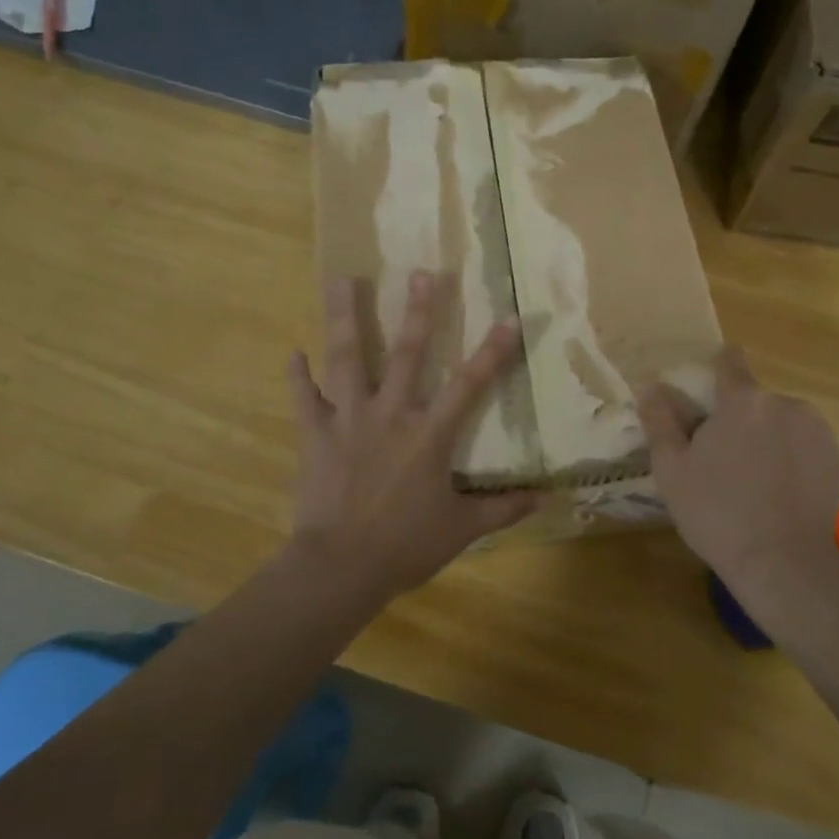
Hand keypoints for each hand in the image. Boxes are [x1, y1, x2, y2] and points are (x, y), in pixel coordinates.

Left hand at [286, 271, 541, 598]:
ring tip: (340, 279)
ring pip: (347, 358)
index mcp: (429, 434)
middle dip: (417, 311)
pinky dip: (298, 377)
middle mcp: (390, 413)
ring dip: (346, 317)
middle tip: (421, 272)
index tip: (509, 317)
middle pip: (406, 353)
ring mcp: (349, 419)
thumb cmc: (405, 545)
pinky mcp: (316, 434)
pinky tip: (293, 353)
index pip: (469, 384)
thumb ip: (503, 509)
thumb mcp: (461, 529)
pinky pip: (305, 399)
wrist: (341, 566)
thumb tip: (545, 498)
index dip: (493, 351)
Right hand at [638, 348, 838, 607]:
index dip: (719, 366)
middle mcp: (784, 403)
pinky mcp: (836, 456)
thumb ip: (661, 420)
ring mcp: (816, 430)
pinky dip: (791, 456)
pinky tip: (779, 490)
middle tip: (723, 459)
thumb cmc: (717, 512)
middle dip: (739, 418)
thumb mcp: (672, 468)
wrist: (784, 563)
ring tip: (753, 480)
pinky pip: (804, 442)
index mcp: (743, 401)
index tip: (711, 384)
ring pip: (780, 421)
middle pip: (754, 400)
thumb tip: (652, 386)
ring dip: (767, 436)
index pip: (730, 363)